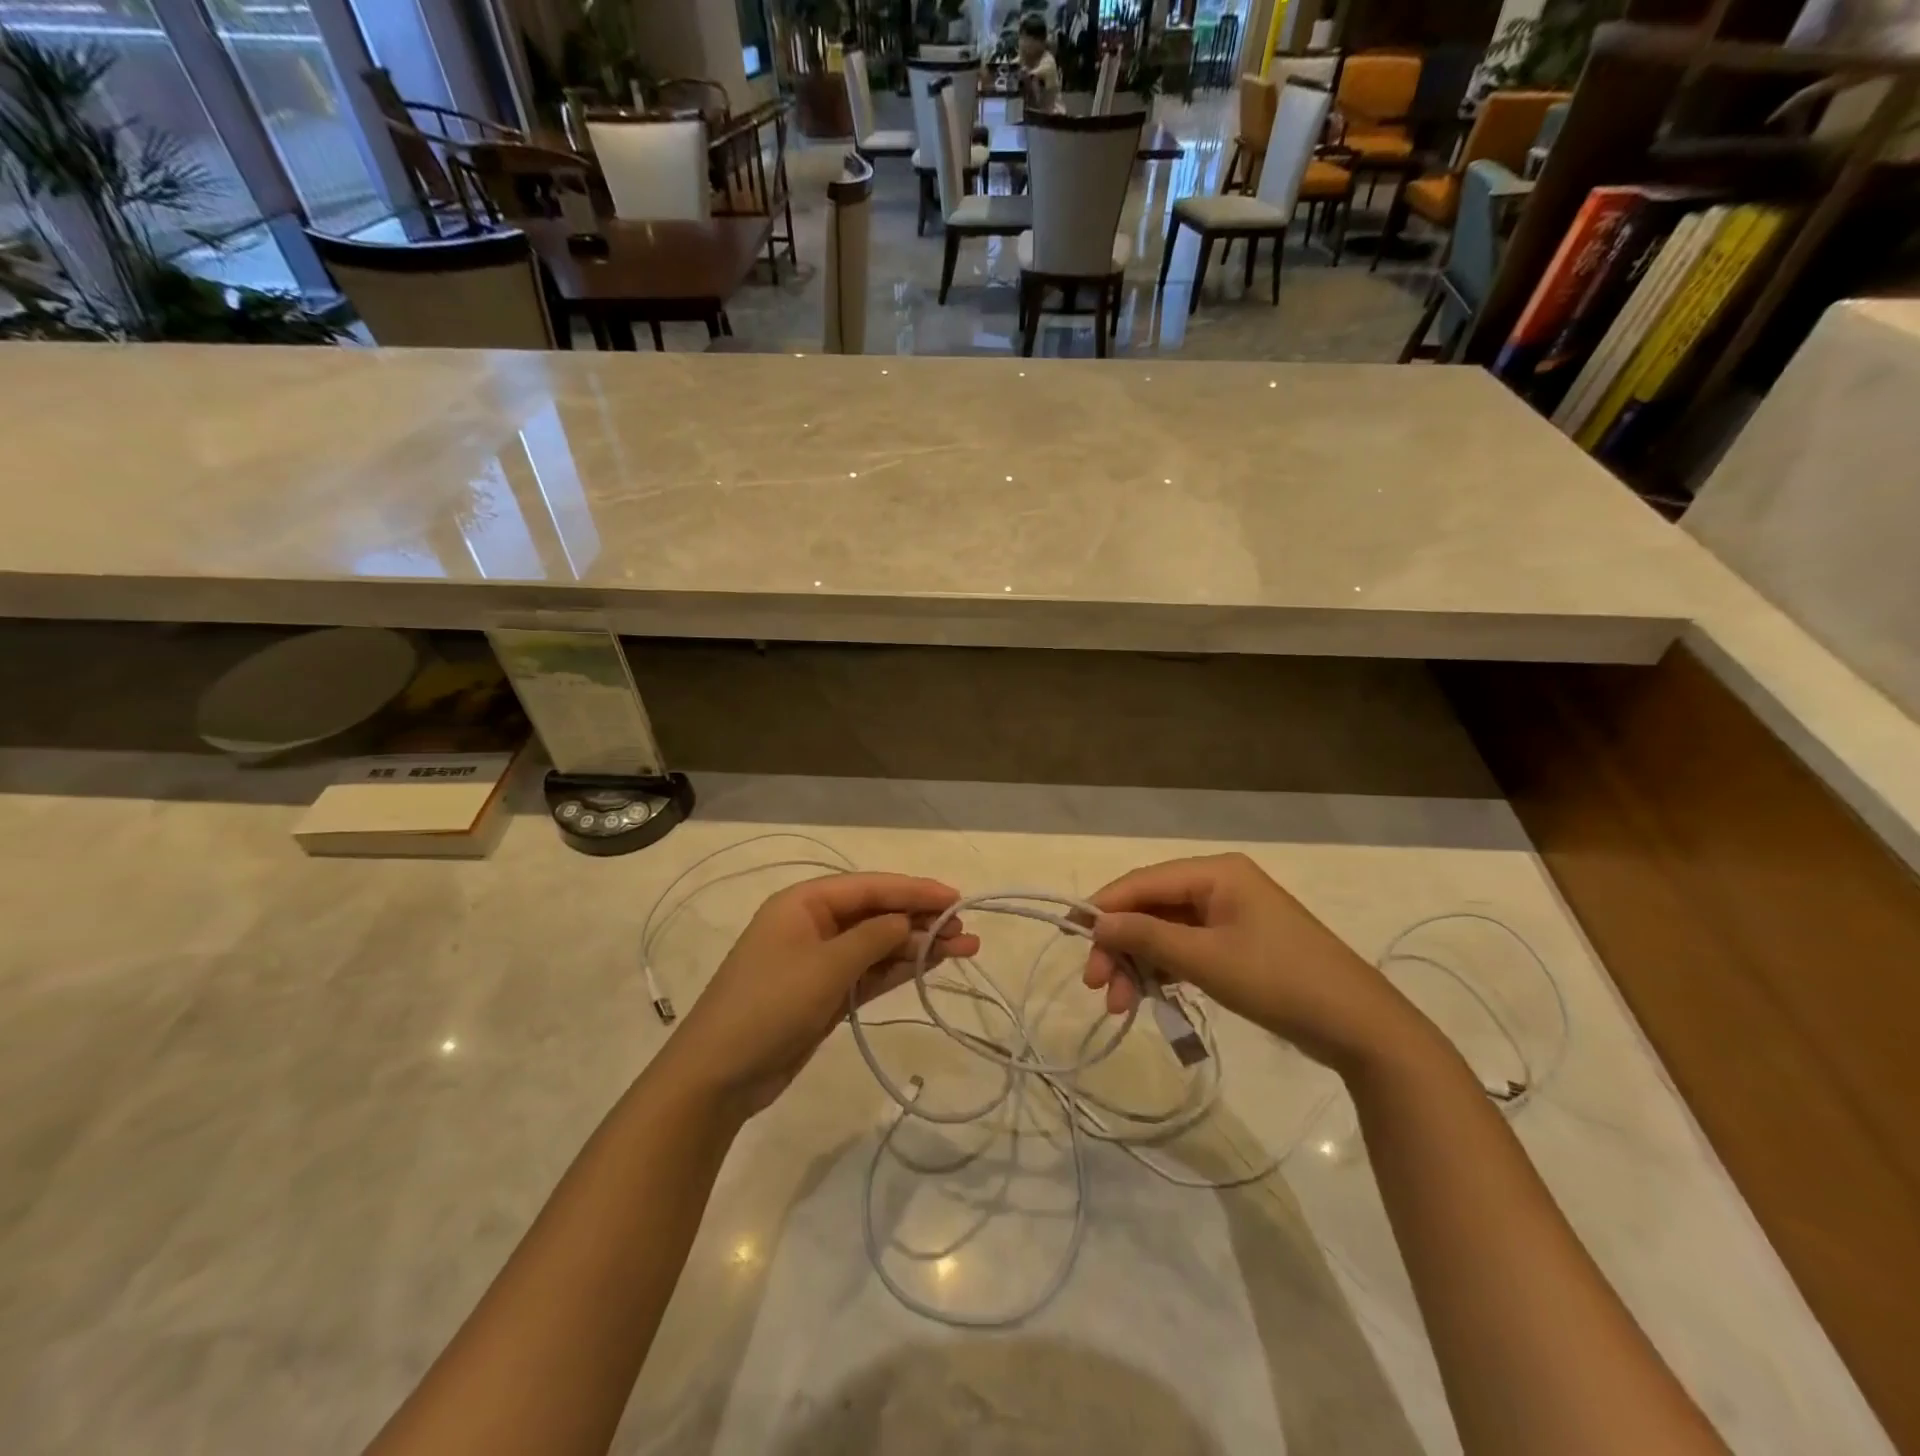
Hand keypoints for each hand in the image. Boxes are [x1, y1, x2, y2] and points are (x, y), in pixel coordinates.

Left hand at [663, 873, 980, 1117]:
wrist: (719, 1076)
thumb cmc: (769, 1006)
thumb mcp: (826, 966)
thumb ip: (874, 938)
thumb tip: (909, 920)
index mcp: (804, 902)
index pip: (870, 887)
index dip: (914, 890)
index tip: (955, 896)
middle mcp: (814, 924)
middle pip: (877, 913)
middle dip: (921, 918)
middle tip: (965, 928)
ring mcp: (820, 961)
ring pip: (879, 944)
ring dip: (918, 945)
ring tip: (965, 948)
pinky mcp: (826, 994)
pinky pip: (870, 972)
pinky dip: (899, 969)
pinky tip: (931, 965)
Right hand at [1082, 853, 1416, 1072]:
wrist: (1359, 1027)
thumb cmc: (1280, 981)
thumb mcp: (1206, 959)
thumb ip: (1147, 937)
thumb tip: (1095, 923)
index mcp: (1216, 872)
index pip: (1143, 881)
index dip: (1103, 907)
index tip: (1069, 936)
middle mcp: (1219, 884)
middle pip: (1152, 908)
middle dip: (1121, 946)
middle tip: (1096, 986)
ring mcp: (1230, 915)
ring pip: (1165, 932)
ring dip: (1139, 965)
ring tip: (1119, 1006)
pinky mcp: (1237, 945)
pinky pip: (1186, 949)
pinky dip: (1164, 972)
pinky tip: (1148, 999)